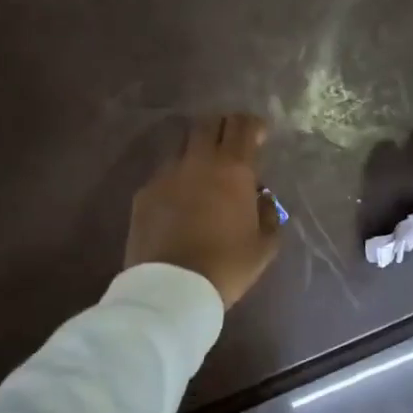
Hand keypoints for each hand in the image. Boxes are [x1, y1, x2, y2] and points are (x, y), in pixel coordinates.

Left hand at [126, 114, 283, 307]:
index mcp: (233, 170)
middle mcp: (198, 162)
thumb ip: (268, 214)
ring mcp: (166, 175)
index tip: (259, 134)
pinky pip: (164, 174)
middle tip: (232, 145)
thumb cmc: (226, 266)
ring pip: (183, 146)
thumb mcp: (264, 246)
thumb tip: (261, 197)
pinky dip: (177, 178)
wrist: (171, 288)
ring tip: (204, 172)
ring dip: (197, 151)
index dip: (253, 125)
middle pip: (208, 124)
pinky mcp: (144, 193)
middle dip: (223, 127)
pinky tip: (181, 199)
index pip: (243, 126)